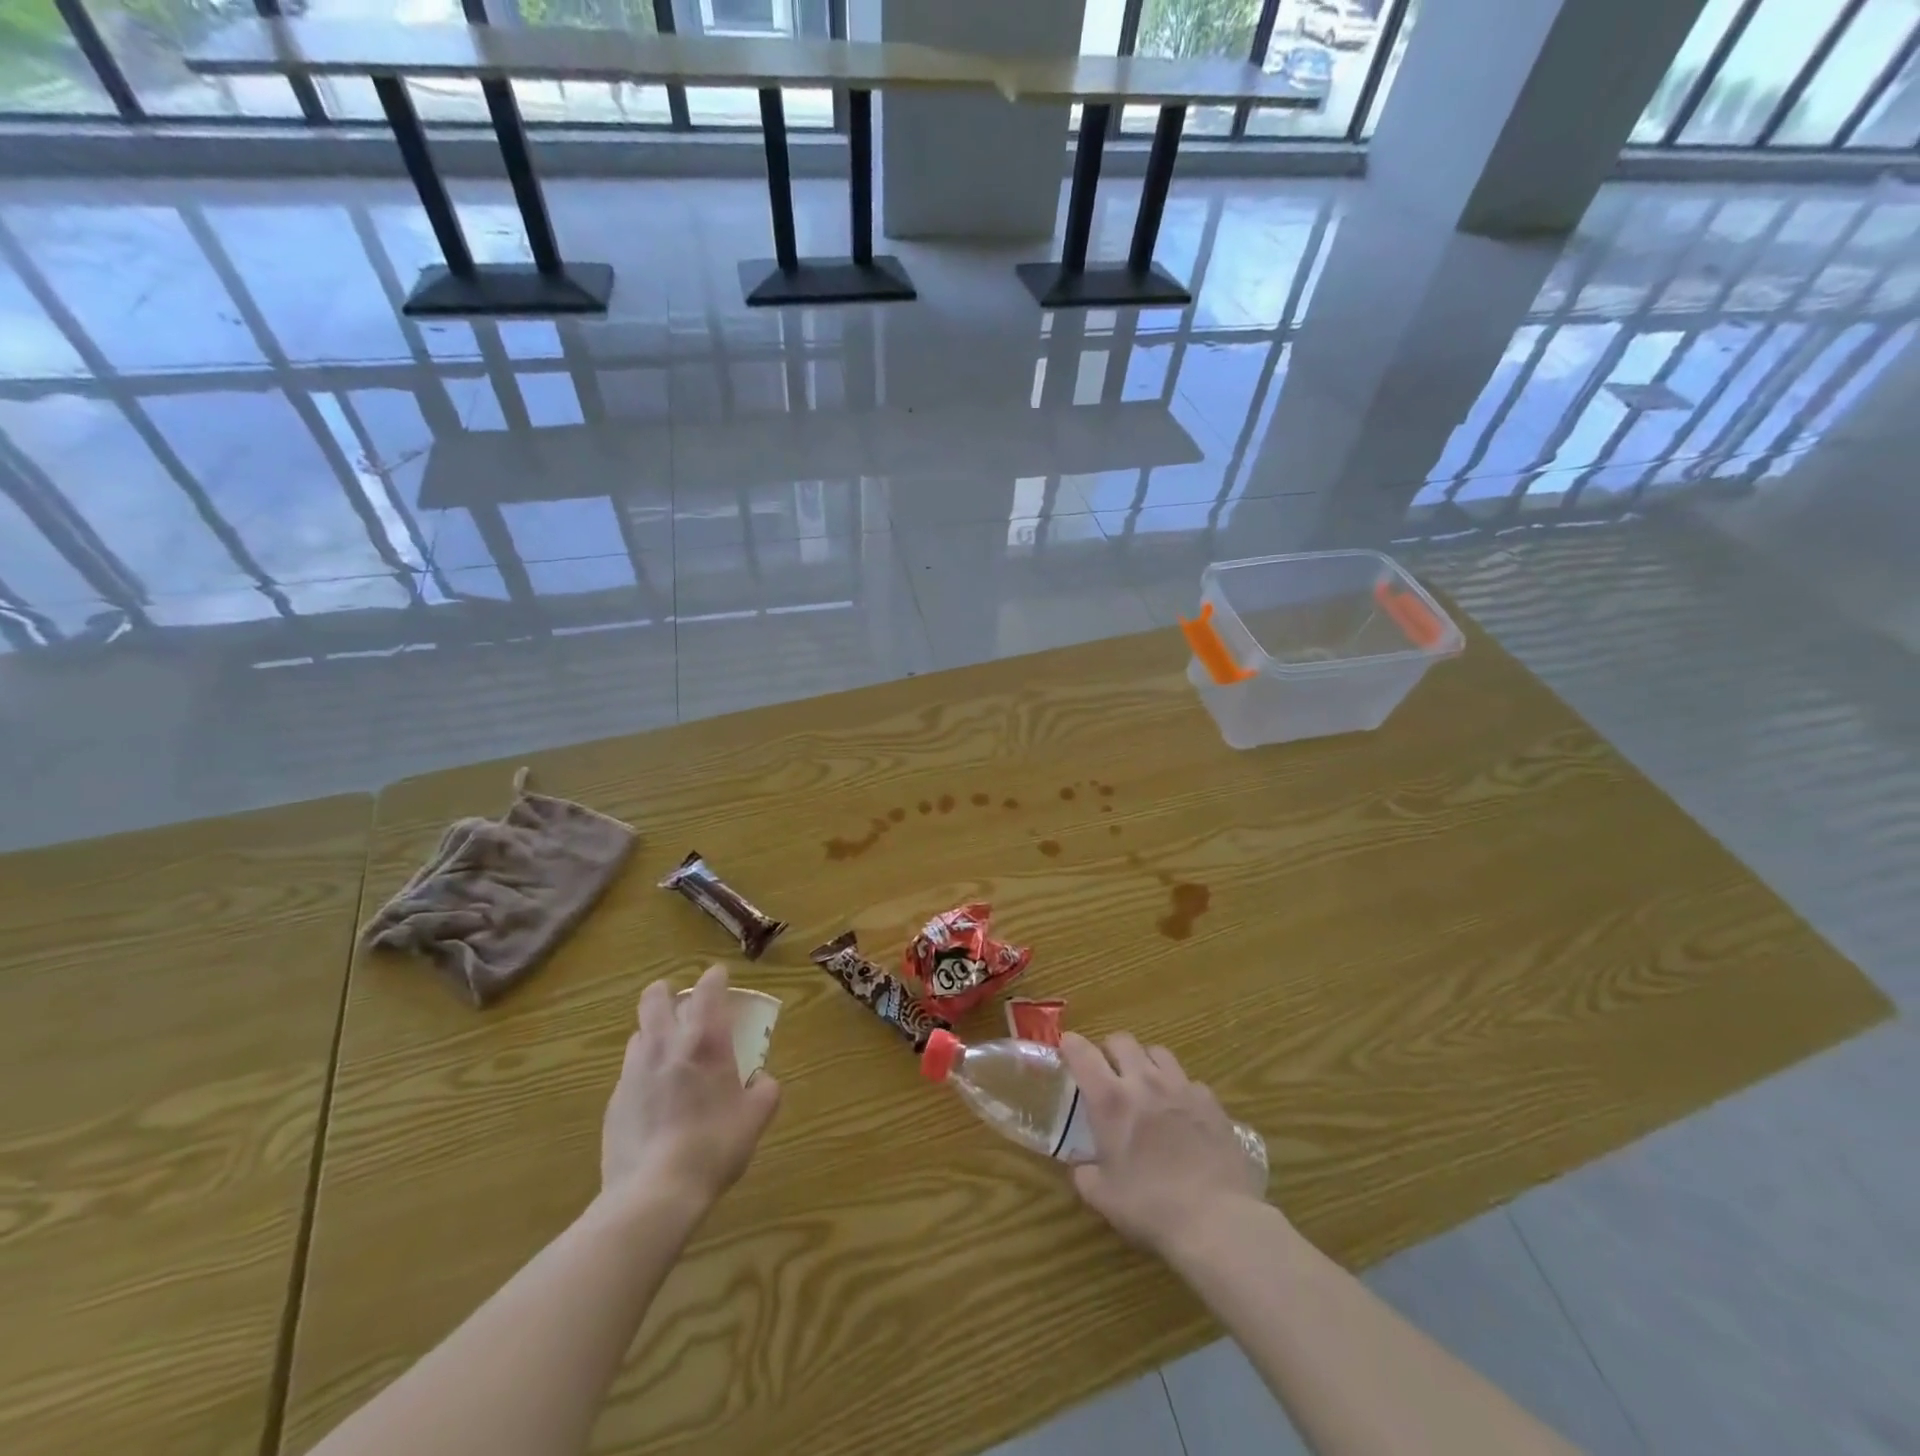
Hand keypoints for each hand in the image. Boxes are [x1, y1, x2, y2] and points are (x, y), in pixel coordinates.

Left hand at [600, 964, 780, 1214]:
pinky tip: (655, 1099)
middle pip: (656, 997)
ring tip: (669, 1053)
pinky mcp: (614, 1100)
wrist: (653, 1194)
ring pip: (639, 1032)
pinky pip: (629, 1070)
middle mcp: (666, 1045)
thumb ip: (765, 1090)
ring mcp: (634, 1071)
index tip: (720, 979)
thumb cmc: (714, 1147)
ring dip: (654, 1032)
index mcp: (706, 1041)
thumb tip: (760, 1079)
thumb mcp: (756, 1118)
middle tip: (685, 1007)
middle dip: (668, 993)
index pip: (707, 989)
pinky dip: (644, 1071)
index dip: (714, 978)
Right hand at [1060, 1031, 1267, 1254]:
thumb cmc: (1150, 1207)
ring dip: (1145, 1061)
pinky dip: (1179, 1088)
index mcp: (1110, 1100)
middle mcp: (1144, 1081)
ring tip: (1145, 1083)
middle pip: (1121, 1040)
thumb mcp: (1103, 1197)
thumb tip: (1080, 1166)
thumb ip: (1085, 1174)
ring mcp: (1180, 1087)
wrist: (1216, 1219)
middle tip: (1107, 1070)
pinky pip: (1189, 1080)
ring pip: (1157, 1052)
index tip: (1067, 1046)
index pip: (1082, 1053)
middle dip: (1109, 1050)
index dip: (1071, 1045)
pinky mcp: (1210, 1102)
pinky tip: (1181, 1111)